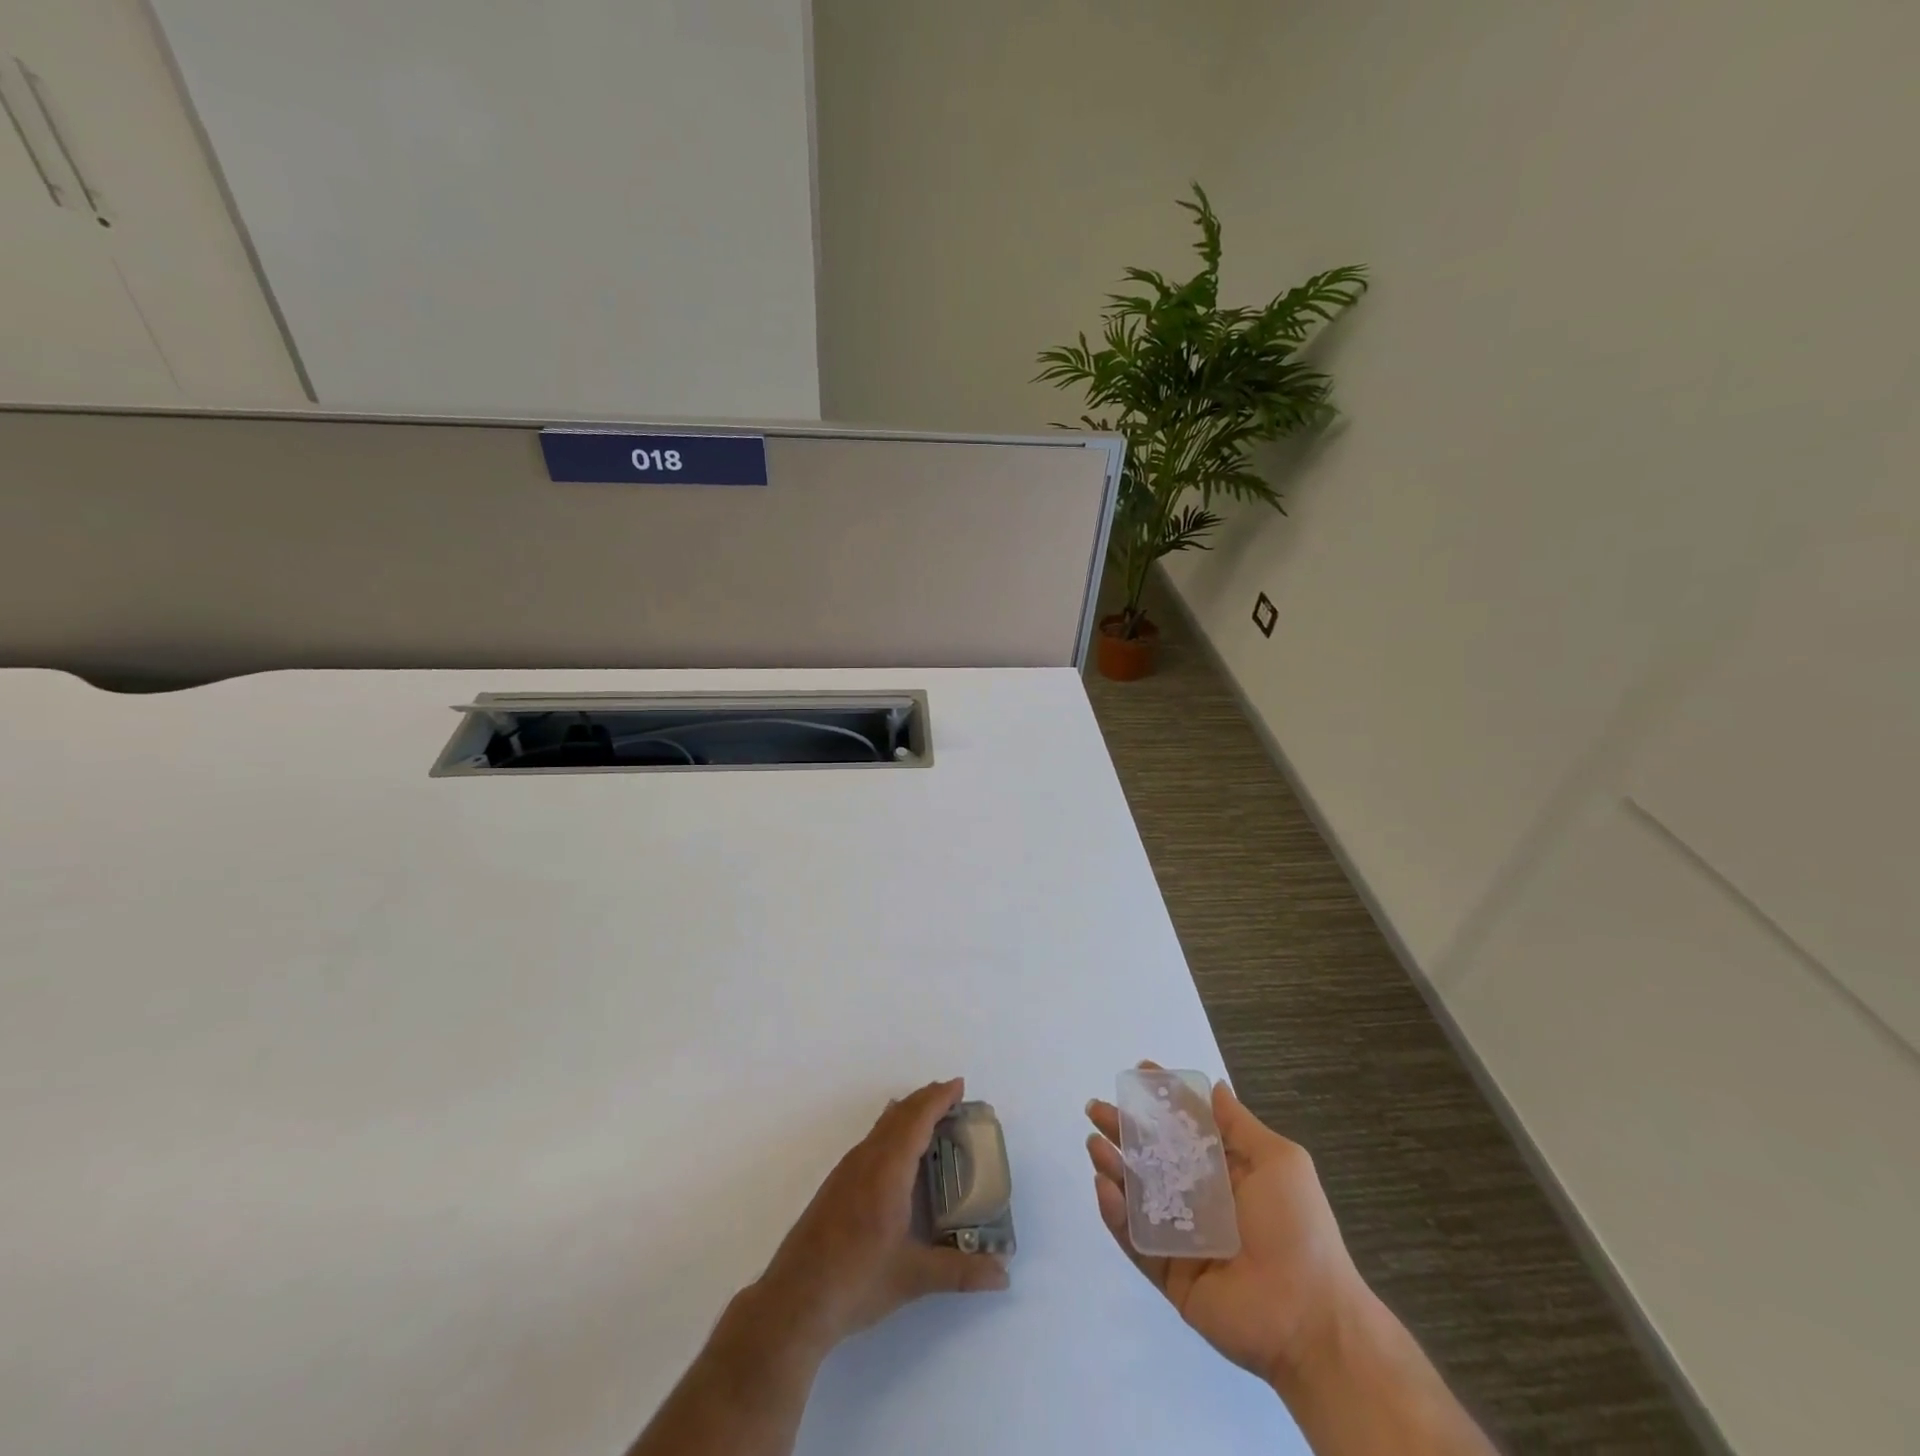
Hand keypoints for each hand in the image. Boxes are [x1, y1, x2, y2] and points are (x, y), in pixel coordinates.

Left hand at [753, 1077, 1009, 1358]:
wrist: (794, 1302)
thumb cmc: (857, 1281)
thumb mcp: (914, 1278)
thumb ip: (960, 1272)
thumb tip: (1003, 1275)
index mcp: (887, 1170)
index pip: (916, 1119)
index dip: (938, 1098)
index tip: (959, 1086)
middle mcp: (866, 1160)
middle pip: (899, 1114)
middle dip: (926, 1100)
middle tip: (952, 1098)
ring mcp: (846, 1171)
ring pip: (882, 1126)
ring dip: (907, 1114)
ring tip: (929, 1117)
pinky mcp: (835, 1186)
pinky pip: (871, 1140)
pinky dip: (891, 1131)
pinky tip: (895, 1153)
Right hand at [1086, 1070, 1367, 1387]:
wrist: (1309, 1319)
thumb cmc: (1298, 1229)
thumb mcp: (1279, 1163)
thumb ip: (1239, 1125)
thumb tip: (1215, 1086)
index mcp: (1226, 1172)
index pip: (1185, 1127)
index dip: (1162, 1101)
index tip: (1137, 1073)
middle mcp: (1199, 1199)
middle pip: (1152, 1157)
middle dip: (1123, 1130)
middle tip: (1096, 1109)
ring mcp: (1181, 1236)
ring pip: (1136, 1194)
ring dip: (1113, 1166)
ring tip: (1094, 1143)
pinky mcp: (1168, 1272)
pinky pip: (1135, 1238)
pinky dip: (1116, 1213)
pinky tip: (1105, 1187)